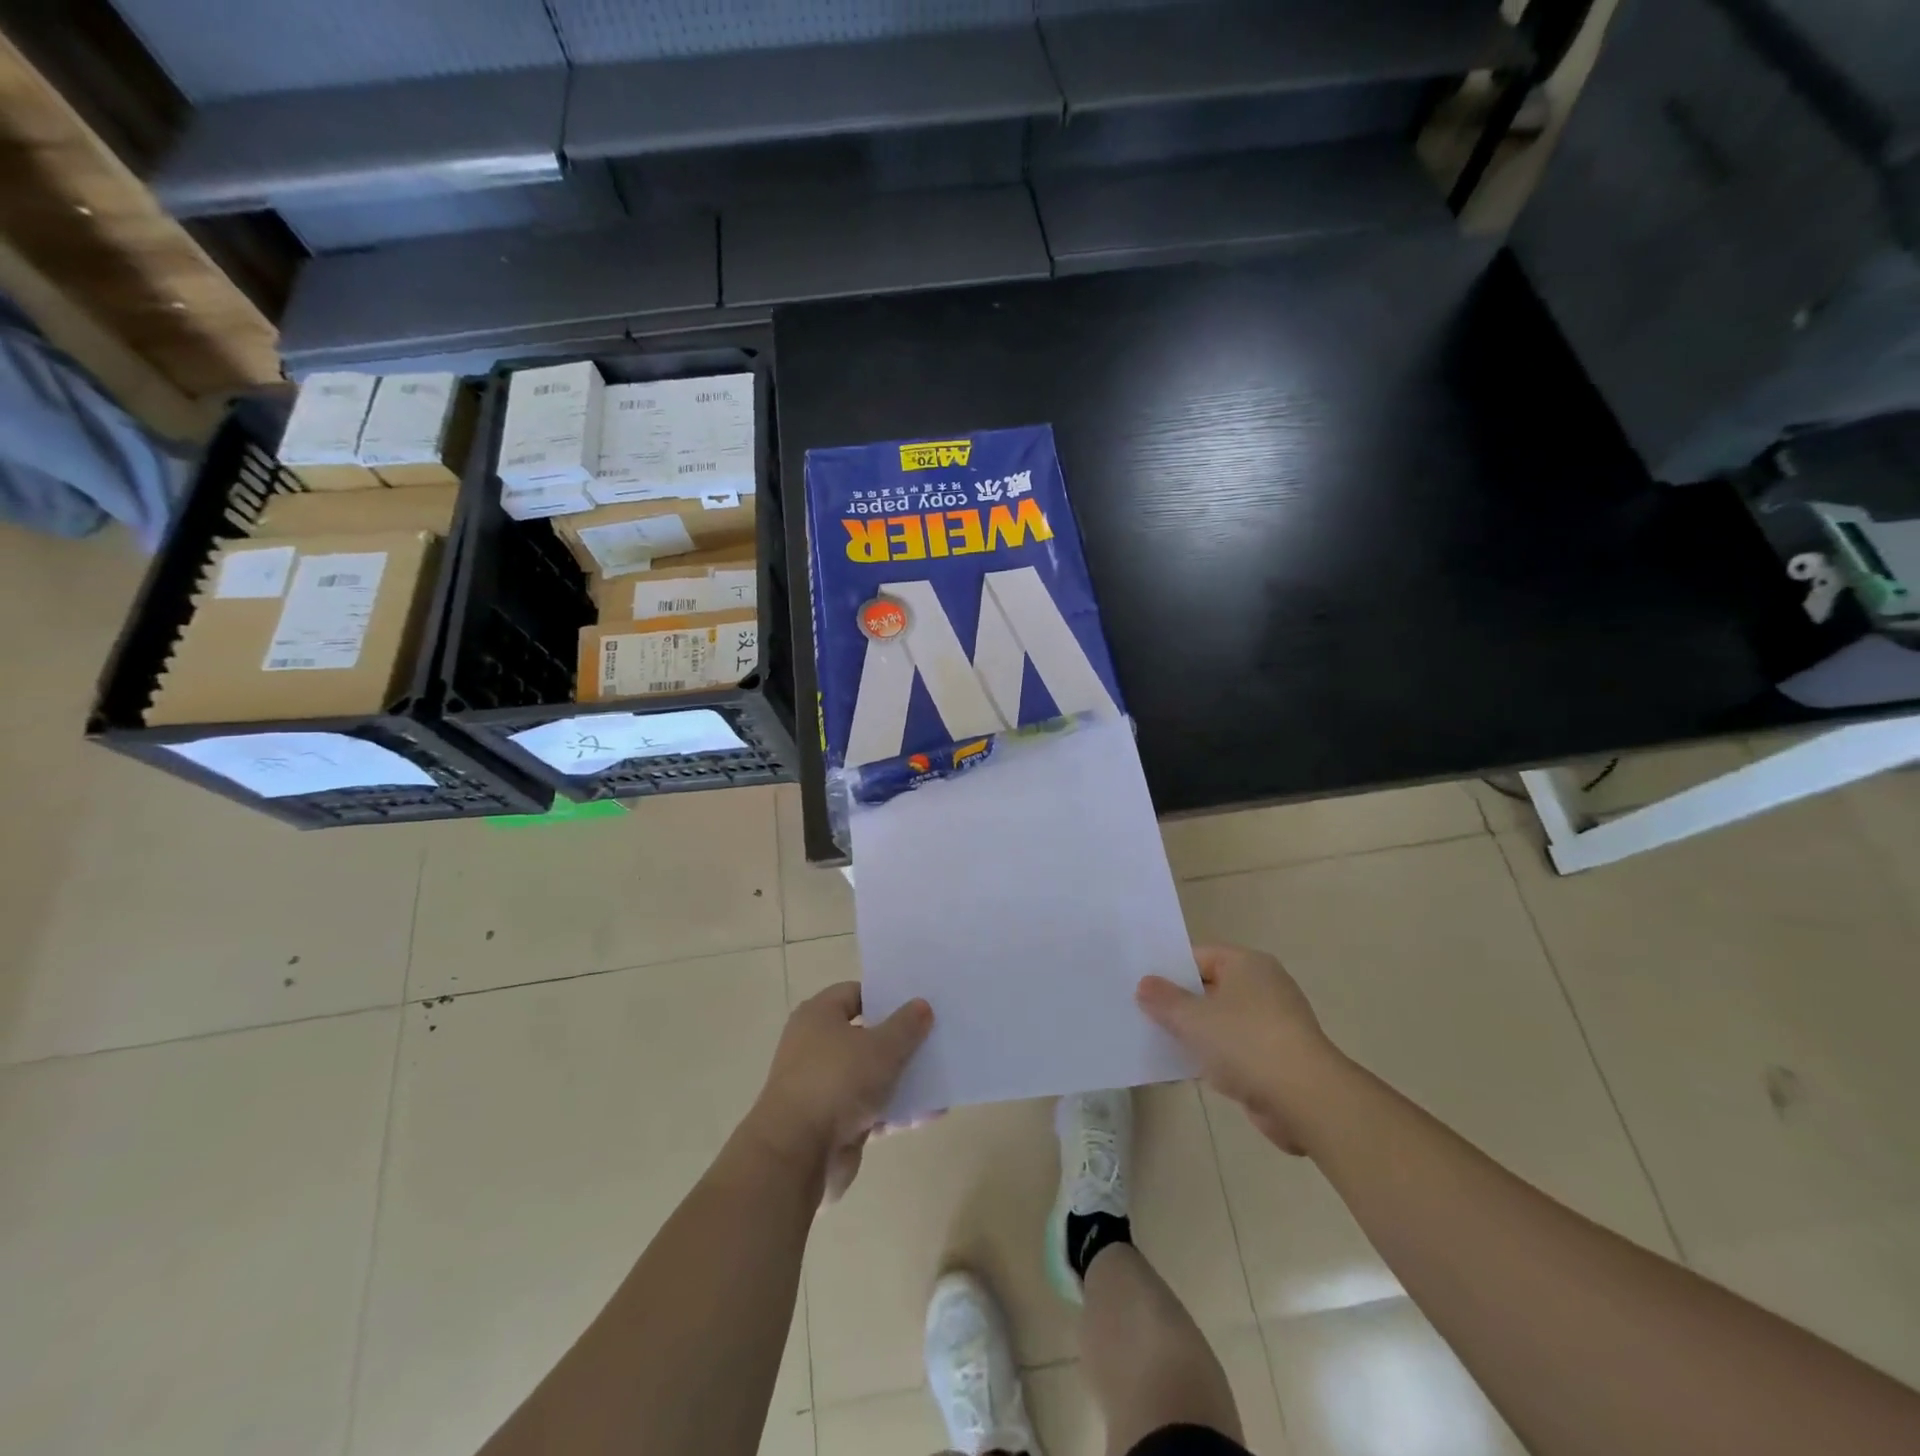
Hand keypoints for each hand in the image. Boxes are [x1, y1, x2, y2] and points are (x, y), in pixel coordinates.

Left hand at [744, 982, 932, 1201]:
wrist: (797, 1154)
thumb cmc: (837, 1081)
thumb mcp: (881, 1047)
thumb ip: (906, 1025)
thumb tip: (922, 1004)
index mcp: (819, 1016)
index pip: (855, 994)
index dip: (886, 996)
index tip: (916, 1004)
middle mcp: (816, 1046)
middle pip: (865, 1035)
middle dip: (899, 1040)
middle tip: (934, 1038)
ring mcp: (823, 1086)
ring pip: (869, 1075)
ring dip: (901, 1079)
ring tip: (939, 1076)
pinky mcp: (831, 1123)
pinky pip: (869, 1109)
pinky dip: (894, 1111)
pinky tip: (928, 1113)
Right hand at [1137, 943, 1341, 1154]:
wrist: (1305, 1100)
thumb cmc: (1246, 1043)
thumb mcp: (1193, 1018)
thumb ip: (1164, 999)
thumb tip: (1145, 984)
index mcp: (1247, 965)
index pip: (1199, 956)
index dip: (1169, 969)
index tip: (1141, 985)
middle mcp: (1263, 987)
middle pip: (1209, 988)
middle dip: (1179, 1003)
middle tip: (1141, 1012)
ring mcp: (1273, 1024)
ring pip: (1221, 1022)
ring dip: (1194, 1033)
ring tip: (1156, 1041)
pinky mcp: (1276, 1058)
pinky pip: (1234, 1050)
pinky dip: (1213, 1057)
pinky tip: (1185, 1069)